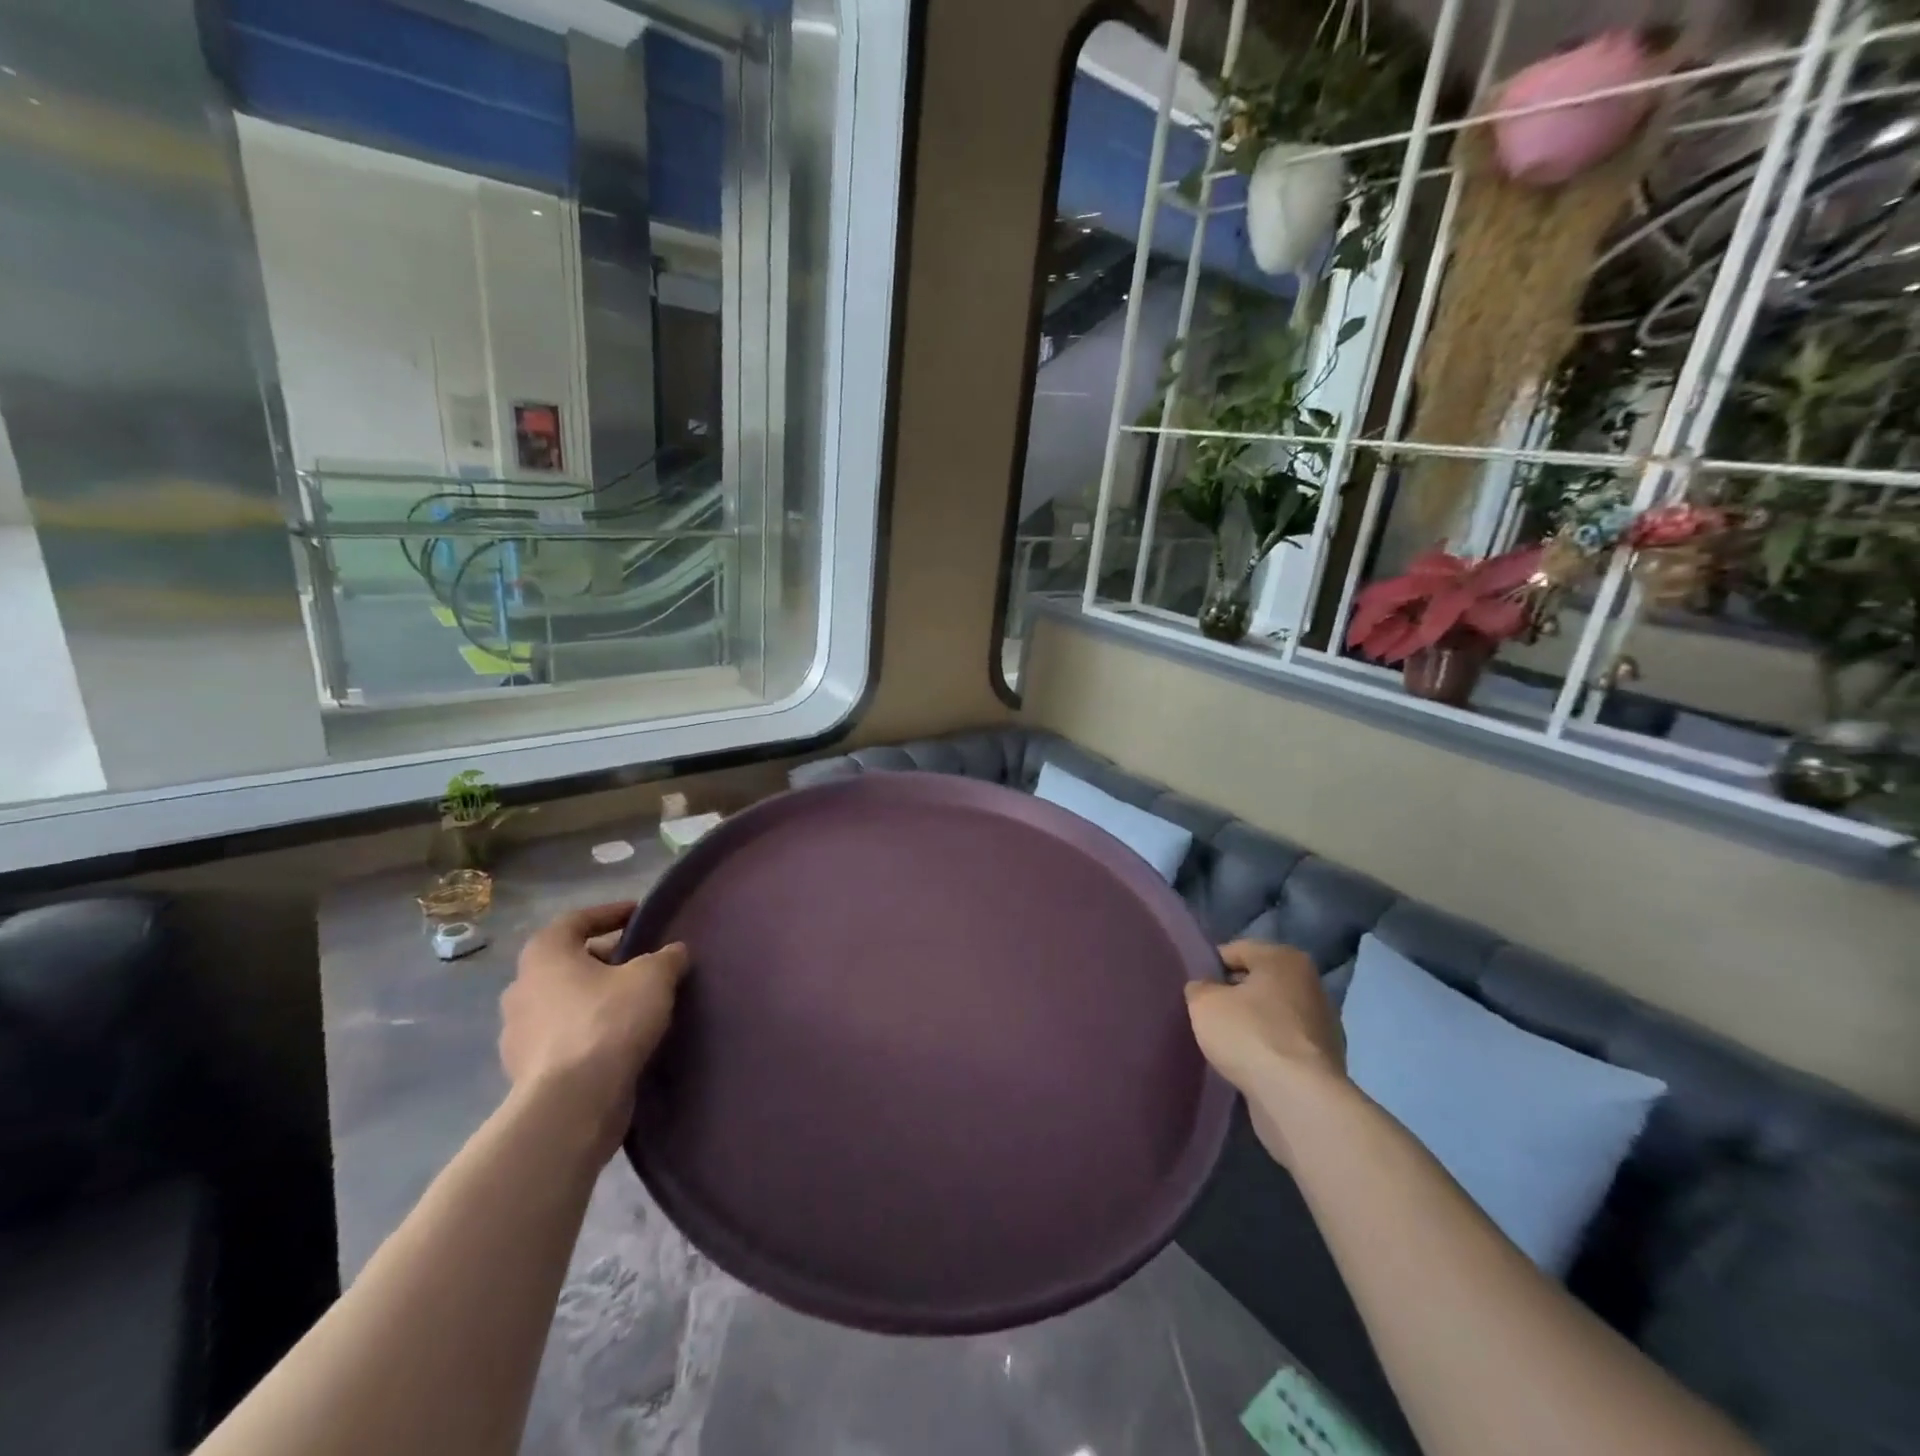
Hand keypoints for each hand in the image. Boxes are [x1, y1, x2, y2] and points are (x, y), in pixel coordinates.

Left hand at [499, 902, 688, 1161]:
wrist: (572, 1104)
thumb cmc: (608, 1022)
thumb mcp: (653, 977)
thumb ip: (666, 958)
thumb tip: (674, 952)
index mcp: (545, 956)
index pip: (575, 921)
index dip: (609, 913)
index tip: (638, 914)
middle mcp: (522, 989)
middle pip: (568, 963)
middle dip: (604, 960)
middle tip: (641, 962)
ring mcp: (518, 1034)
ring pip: (563, 1003)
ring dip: (594, 999)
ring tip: (634, 1003)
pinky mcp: (527, 1072)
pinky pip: (563, 1039)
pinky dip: (588, 1033)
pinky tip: (619, 1041)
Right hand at [1186, 941, 1345, 1165]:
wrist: (1298, 1100)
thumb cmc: (1249, 1035)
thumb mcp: (1204, 1003)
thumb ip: (1199, 987)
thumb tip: (1205, 989)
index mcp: (1285, 958)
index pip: (1236, 950)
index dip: (1209, 967)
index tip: (1193, 989)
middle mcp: (1309, 984)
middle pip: (1257, 982)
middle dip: (1232, 996)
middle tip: (1205, 1015)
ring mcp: (1322, 1024)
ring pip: (1271, 1015)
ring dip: (1250, 1025)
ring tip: (1223, 1043)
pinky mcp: (1323, 1061)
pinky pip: (1282, 1044)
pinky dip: (1265, 1051)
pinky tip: (1246, 1065)